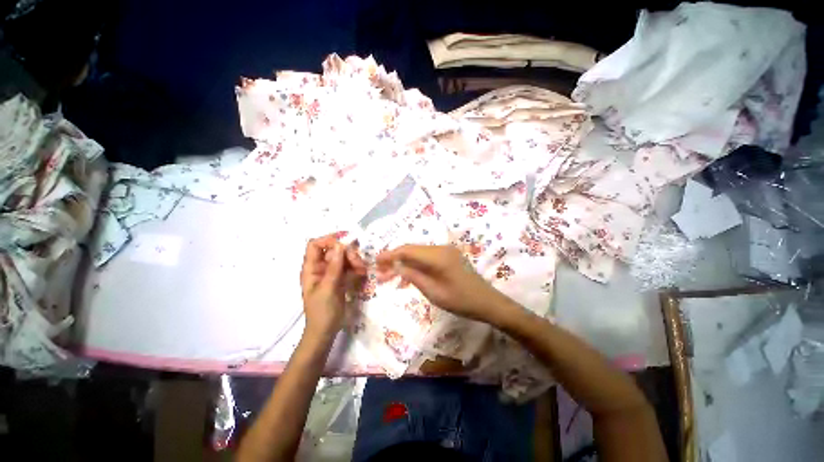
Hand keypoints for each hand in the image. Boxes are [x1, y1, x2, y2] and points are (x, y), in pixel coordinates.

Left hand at [300, 233, 365, 339]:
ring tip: (362, 269)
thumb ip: (334, 267)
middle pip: (333, 250)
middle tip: (358, 262)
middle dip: (347, 253)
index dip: (328, 240)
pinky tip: (362, 272)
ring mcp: (331, 273)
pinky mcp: (340, 278)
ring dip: (354, 260)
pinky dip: (355, 267)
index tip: (345, 243)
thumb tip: (339, 245)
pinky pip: (348, 267)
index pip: (315, 245)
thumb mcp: (328, 288)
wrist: (325, 331)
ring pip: (343, 258)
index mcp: (311, 269)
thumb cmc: (322, 311)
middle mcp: (320, 267)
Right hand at [376, 245, 516, 325]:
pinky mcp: (447, 257)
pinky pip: (426, 258)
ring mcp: (445, 251)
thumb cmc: (461, 301)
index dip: (390, 254)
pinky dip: (414, 265)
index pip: (407, 250)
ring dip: (403, 262)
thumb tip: (395, 266)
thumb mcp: (433, 292)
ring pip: (417, 253)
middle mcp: (440, 248)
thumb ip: (413, 276)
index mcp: (437, 256)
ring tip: (389, 276)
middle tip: (380, 272)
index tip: (375, 261)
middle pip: (411, 250)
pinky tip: (406, 276)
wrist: (486, 302)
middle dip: (394, 259)